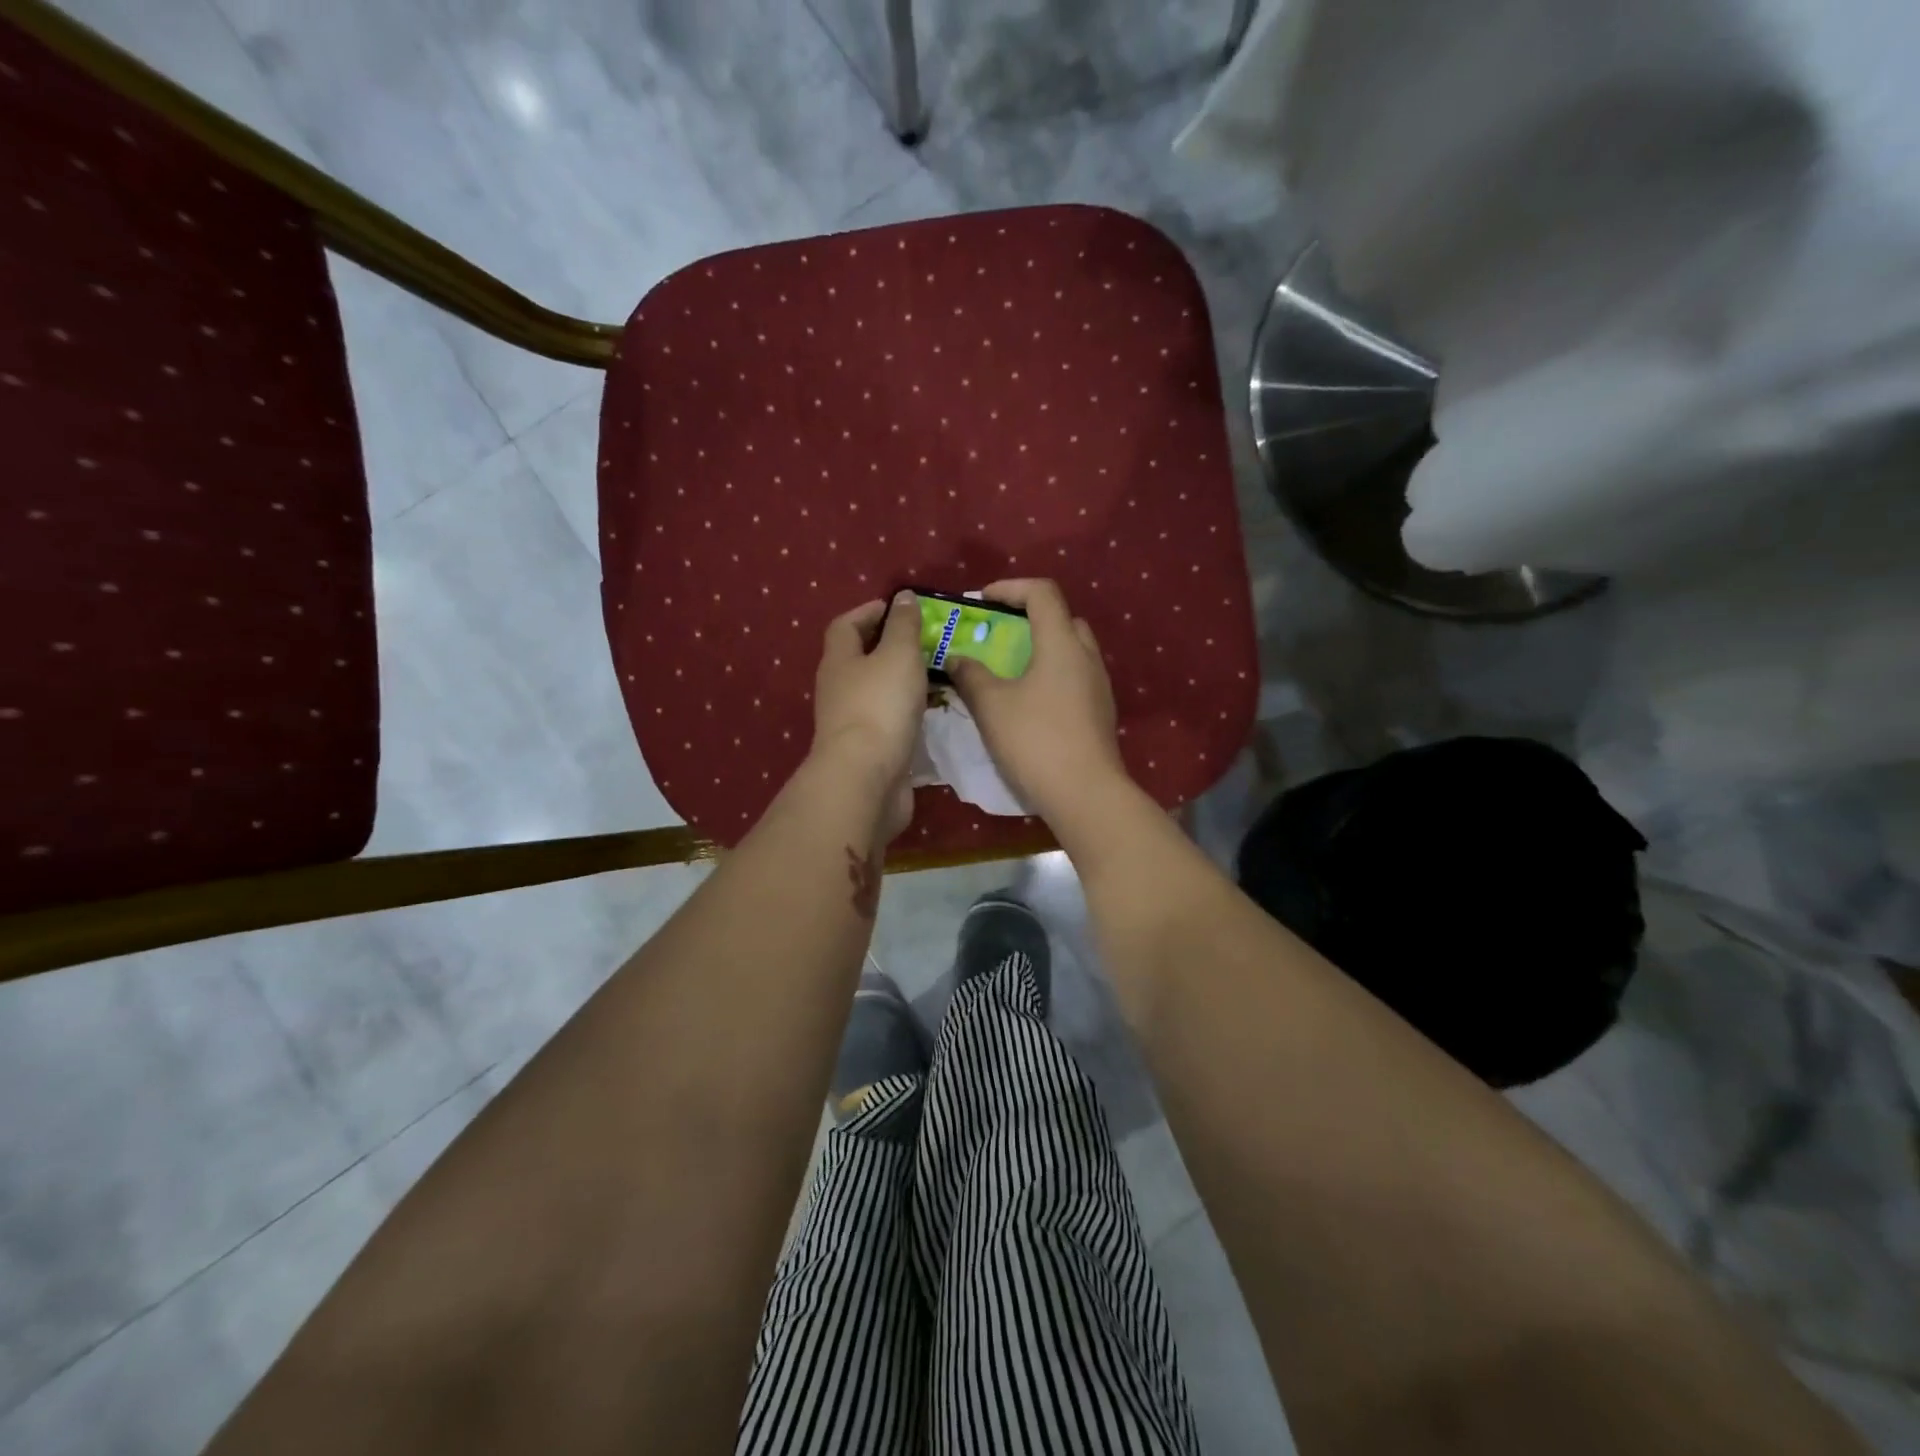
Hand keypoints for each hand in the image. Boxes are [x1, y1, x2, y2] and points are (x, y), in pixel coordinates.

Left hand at [810, 592, 925, 840]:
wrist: (866, 779)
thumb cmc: (880, 706)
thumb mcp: (898, 655)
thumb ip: (903, 626)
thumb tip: (903, 597)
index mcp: (839, 661)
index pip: (846, 625)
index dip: (870, 612)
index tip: (900, 607)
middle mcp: (839, 690)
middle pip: (860, 659)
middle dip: (890, 646)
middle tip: (927, 640)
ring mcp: (852, 723)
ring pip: (877, 692)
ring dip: (902, 681)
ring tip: (937, 673)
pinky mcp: (869, 750)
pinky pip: (889, 721)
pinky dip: (908, 712)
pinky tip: (933, 712)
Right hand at [948, 579, 1129, 824]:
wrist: (1086, 794)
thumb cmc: (1035, 741)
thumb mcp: (992, 706)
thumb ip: (971, 675)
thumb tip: (957, 658)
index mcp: (1062, 643)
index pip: (1042, 593)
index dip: (1010, 587)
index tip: (982, 601)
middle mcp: (1087, 656)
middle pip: (1061, 619)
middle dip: (1027, 618)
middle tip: (997, 635)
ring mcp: (1099, 685)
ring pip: (1070, 650)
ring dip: (1040, 649)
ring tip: (1009, 669)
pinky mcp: (1100, 712)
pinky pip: (1074, 677)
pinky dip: (1051, 675)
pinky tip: (1029, 702)